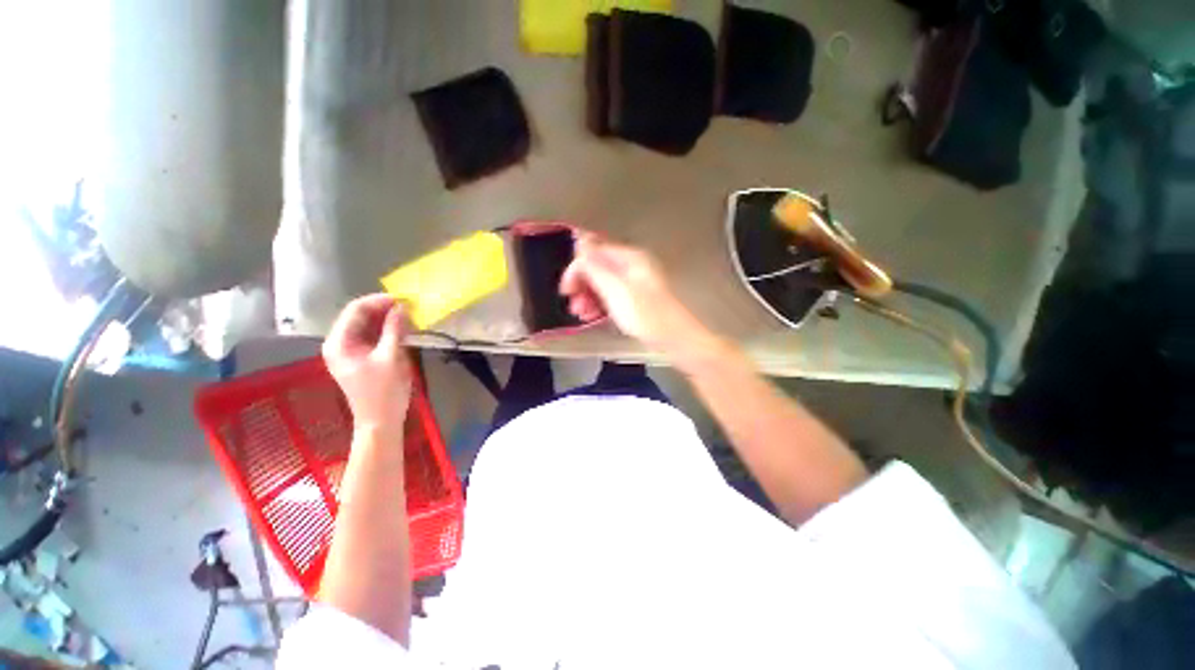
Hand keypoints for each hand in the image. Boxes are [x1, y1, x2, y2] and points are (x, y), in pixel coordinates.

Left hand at [323, 294, 413, 434]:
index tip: (402, 298)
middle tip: (408, 306)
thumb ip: (394, 330)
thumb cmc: (383, 391)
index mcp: (339, 342)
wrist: (380, 420)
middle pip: (360, 316)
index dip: (379, 301)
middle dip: (383, 309)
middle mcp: (340, 343)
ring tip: (409, 316)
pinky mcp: (362, 357)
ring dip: (387, 319)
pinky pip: (373, 336)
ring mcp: (350, 351)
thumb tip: (401, 307)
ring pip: (368, 325)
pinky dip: (387, 330)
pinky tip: (403, 329)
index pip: (356, 310)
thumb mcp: (391, 357)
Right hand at [559, 234, 715, 357]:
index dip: (576, 269)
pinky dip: (600, 305)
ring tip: (582, 315)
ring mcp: (634, 283)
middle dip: (582, 285)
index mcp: (629, 257)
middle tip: (574, 305)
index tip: (566, 290)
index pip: (594, 252)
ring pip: (603, 283)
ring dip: (588, 297)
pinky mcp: (635, 300)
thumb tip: (579, 238)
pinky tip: (593, 317)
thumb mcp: (615, 289)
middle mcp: (631, 266)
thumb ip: (595, 265)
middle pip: (597, 267)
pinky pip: (611, 296)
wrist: (675, 339)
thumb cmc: (645, 314)